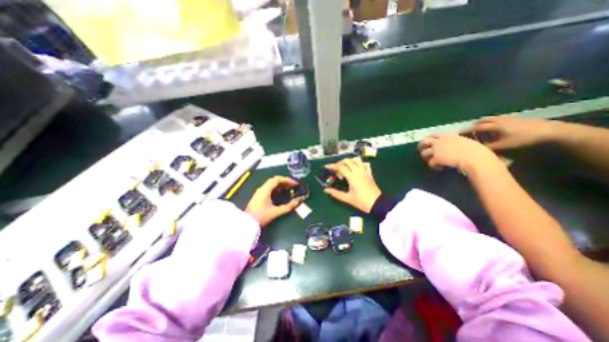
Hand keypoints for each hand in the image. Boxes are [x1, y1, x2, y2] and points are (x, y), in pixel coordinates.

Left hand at [243, 177, 299, 226]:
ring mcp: (260, 192)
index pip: (278, 179)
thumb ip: (288, 207)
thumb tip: (298, 201)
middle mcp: (262, 188)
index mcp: (266, 189)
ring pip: (272, 184)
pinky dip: (277, 188)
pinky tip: (282, 193)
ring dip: (281, 185)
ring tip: (289, 189)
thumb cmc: (261, 216)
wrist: (247, 223)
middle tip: (293, 186)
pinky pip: (270, 188)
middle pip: (275, 180)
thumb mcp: (276, 212)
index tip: (295, 183)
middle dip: (285, 181)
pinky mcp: (259, 196)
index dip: (288, 180)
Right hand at [323, 157, 379, 211]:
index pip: (340, 167)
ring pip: (356, 160)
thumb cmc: (362, 202)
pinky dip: (359, 163)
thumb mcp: (347, 198)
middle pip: (347, 161)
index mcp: (352, 177)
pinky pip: (364, 164)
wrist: (377, 204)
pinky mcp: (369, 174)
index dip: (332, 166)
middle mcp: (358, 172)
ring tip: (344, 167)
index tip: (326, 166)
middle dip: (339, 163)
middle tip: (335, 169)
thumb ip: (336, 193)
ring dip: (349, 161)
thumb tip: (326, 190)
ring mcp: (365, 172)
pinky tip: (355, 168)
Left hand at [419, 134, 504, 173]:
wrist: (475, 157)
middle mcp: (439, 141)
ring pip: (424, 153)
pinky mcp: (436, 158)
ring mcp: (436, 149)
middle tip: (422, 151)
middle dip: (421, 147)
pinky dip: (434, 166)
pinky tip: (440, 168)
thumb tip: (454, 142)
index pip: (434, 135)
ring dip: (427, 158)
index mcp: (448, 135)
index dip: (430, 139)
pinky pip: (430, 163)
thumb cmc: (476, 150)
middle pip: (423, 142)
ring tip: (432, 162)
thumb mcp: (465, 140)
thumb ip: (456, 140)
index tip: (429, 143)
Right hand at [465, 116, 558, 150]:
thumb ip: (488, 147)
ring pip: (490, 119)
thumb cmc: (524, 139)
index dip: (466, 131)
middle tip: (468, 132)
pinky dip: (491, 123)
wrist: (550, 131)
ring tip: (480, 130)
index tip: (458, 134)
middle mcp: (498, 120)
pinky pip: (497, 119)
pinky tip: (494, 129)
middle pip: (481, 120)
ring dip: (482, 123)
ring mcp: (507, 118)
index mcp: (494, 126)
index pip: (475, 127)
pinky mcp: (514, 118)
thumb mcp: (504, 146)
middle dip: (473, 125)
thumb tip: (474, 149)